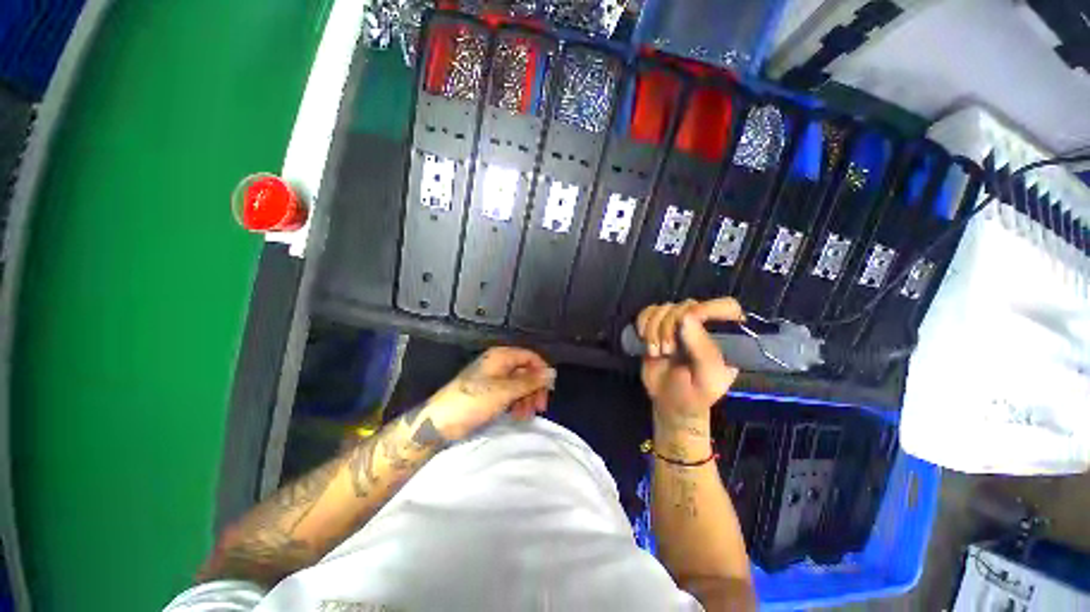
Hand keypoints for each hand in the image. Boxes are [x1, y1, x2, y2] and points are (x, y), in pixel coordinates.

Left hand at [426, 346, 555, 441]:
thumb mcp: (505, 391)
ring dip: (526, 399)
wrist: (441, 422)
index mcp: (501, 356)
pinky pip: (509, 394)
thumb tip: (552, 372)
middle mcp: (499, 364)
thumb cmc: (474, 401)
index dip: (541, 372)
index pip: (530, 357)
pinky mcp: (489, 392)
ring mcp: (493, 378)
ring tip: (526, 416)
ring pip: (519, 384)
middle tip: (539, 408)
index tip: (548, 390)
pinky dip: (516, 403)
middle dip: (534, 389)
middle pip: (526, 371)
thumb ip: (530, 381)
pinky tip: (518, 416)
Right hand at [636, 298, 743, 432]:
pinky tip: (643, 339)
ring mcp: (679, 324)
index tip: (686, 323)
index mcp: (726, 337)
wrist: (668, 402)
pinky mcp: (658, 325)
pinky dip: (642, 322)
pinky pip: (649, 311)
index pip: (726, 307)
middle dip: (670, 326)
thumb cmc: (693, 395)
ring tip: (655, 352)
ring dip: (654, 328)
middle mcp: (703, 325)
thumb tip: (687, 317)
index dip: (707, 309)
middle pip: (687, 305)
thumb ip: (702, 350)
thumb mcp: (706, 380)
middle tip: (666, 351)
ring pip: (665, 307)